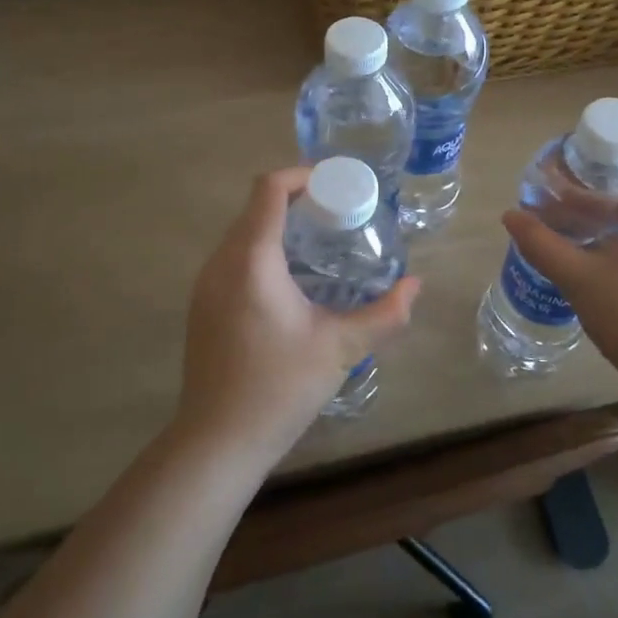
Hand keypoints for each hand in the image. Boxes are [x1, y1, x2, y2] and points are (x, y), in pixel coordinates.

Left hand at [176, 166, 421, 466]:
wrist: (218, 441)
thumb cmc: (279, 388)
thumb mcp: (341, 348)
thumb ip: (384, 314)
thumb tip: (416, 286)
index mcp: (251, 259)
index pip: (269, 189)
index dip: (302, 176)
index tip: (336, 187)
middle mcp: (221, 262)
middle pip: (255, 208)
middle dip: (297, 201)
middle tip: (339, 217)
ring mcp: (205, 284)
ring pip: (242, 233)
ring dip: (278, 227)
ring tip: (320, 245)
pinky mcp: (202, 305)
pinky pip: (232, 258)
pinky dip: (262, 251)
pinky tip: (291, 282)